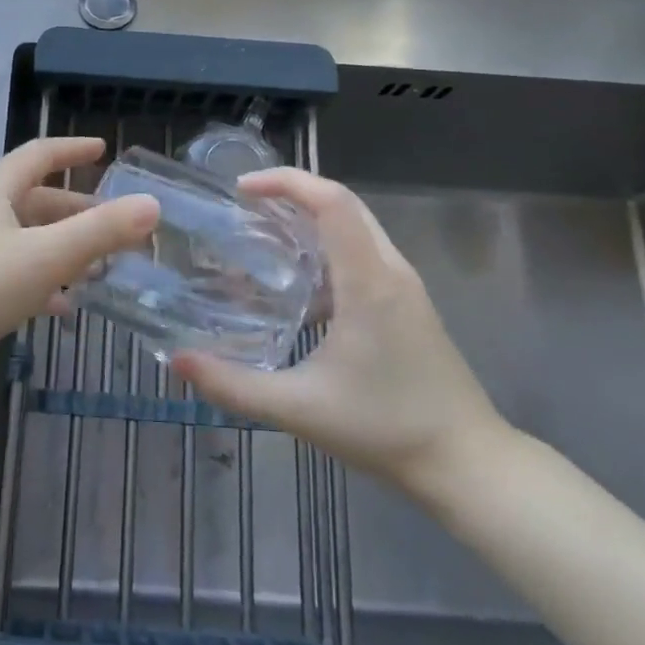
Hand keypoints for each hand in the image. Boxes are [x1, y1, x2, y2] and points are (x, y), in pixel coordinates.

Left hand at [0, 137, 158, 396]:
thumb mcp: (44, 258)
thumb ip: (100, 231)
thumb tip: (151, 204)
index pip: (39, 154)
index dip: (73, 148)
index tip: (104, 149)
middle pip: (35, 199)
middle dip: (78, 210)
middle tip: (117, 226)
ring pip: (24, 237)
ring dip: (62, 248)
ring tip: (99, 269)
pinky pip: (9, 269)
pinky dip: (39, 279)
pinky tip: (60, 307)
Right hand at [171, 169, 509, 498]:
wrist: (466, 462)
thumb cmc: (385, 428)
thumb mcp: (299, 408)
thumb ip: (233, 385)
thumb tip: (177, 361)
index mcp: (368, 282)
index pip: (332, 202)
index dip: (286, 182)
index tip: (242, 189)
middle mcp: (390, 271)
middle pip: (344, 204)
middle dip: (293, 193)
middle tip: (244, 207)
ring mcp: (404, 286)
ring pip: (356, 227)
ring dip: (310, 219)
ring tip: (263, 236)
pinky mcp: (407, 304)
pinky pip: (363, 254)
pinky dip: (326, 249)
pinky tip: (297, 286)